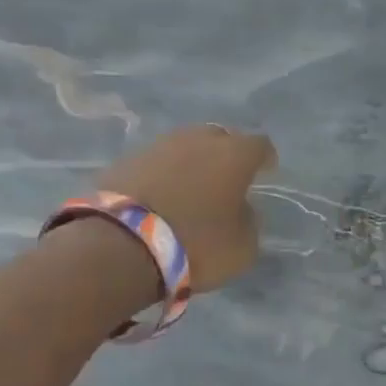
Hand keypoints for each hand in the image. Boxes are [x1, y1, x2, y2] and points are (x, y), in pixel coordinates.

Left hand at [95, 125, 276, 291]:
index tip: (266, 172)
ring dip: (192, 163)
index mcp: (234, 154)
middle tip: (227, 178)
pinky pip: (155, 163)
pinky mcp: (124, 161)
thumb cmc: (196, 244)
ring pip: (184, 147)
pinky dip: (163, 175)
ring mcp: (157, 147)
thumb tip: (240, 209)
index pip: (260, 145)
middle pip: (220, 138)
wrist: (119, 247)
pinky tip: (162, 197)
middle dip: (226, 154)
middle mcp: (197, 140)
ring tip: (192, 188)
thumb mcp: (243, 245)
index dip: (265, 158)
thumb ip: (248, 220)